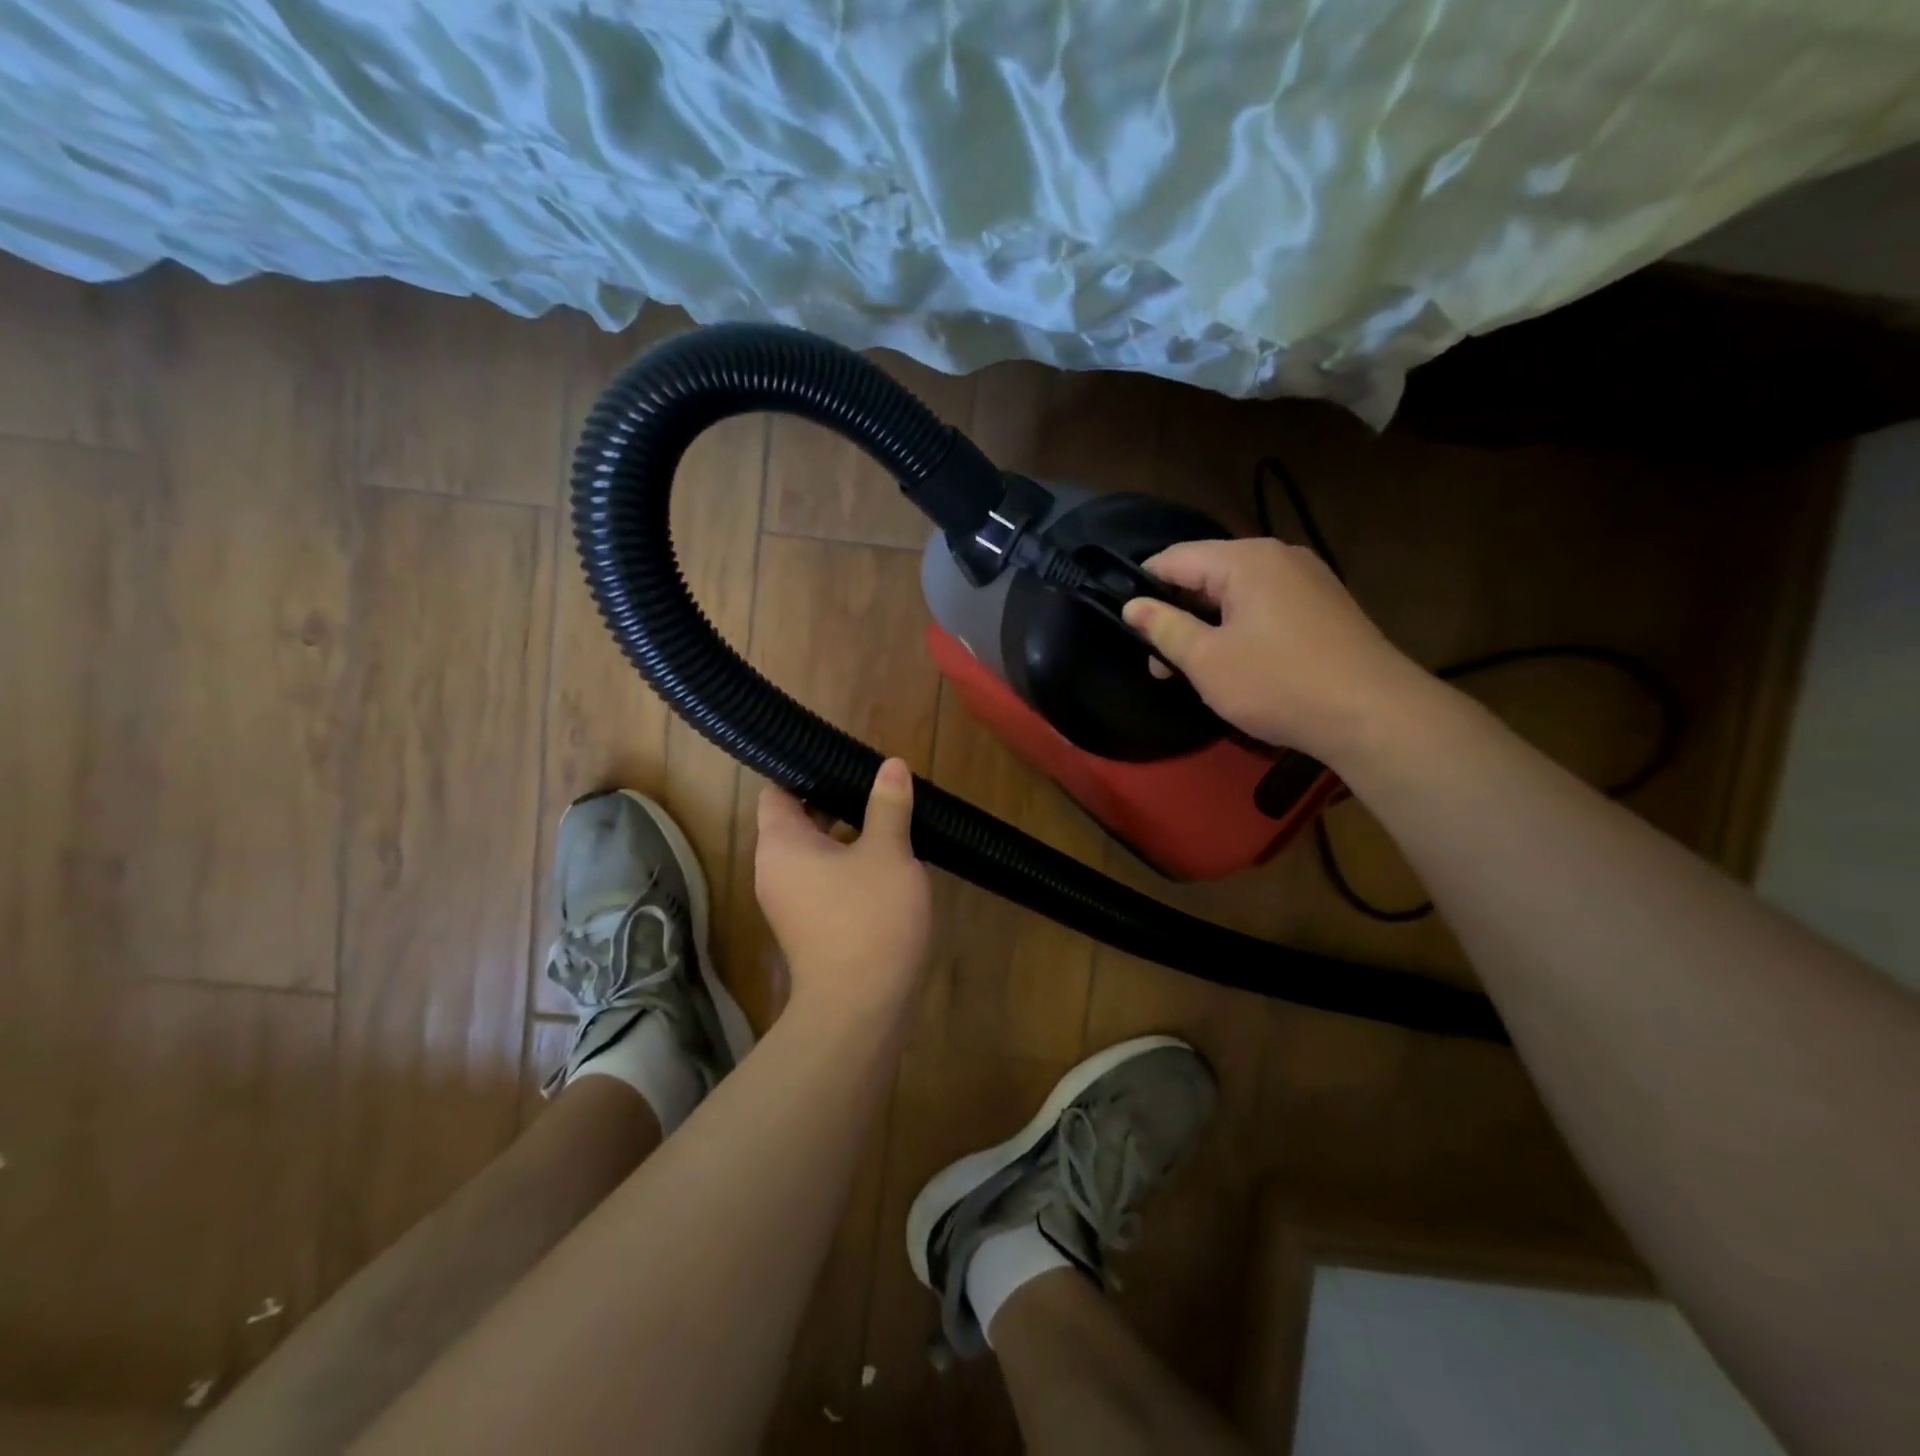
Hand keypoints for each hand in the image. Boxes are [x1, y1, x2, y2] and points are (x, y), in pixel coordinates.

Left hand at [754, 758, 932, 1013]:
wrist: (860, 1007)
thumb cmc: (869, 918)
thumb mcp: (888, 853)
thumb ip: (887, 805)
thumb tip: (890, 765)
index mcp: (781, 844)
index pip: (777, 791)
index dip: (803, 771)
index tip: (839, 760)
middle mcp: (775, 870)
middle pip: (797, 820)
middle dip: (835, 801)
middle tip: (874, 784)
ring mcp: (790, 901)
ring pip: (814, 852)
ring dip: (847, 834)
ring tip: (887, 816)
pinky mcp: (809, 926)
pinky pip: (823, 879)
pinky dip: (848, 864)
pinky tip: (887, 860)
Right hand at [1121, 537, 1428, 764]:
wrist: (1374, 714)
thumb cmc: (1278, 683)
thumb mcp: (1207, 660)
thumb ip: (1165, 628)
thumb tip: (1132, 606)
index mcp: (1245, 559)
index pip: (1174, 558)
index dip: (1142, 586)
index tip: (1125, 623)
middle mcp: (1278, 556)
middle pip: (1207, 574)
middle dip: (1176, 613)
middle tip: (1159, 663)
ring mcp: (1308, 579)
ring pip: (1237, 593)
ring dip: (1207, 625)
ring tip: (1194, 670)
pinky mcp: (1325, 606)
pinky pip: (1266, 606)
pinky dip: (1240, 628)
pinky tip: (1238, 665)